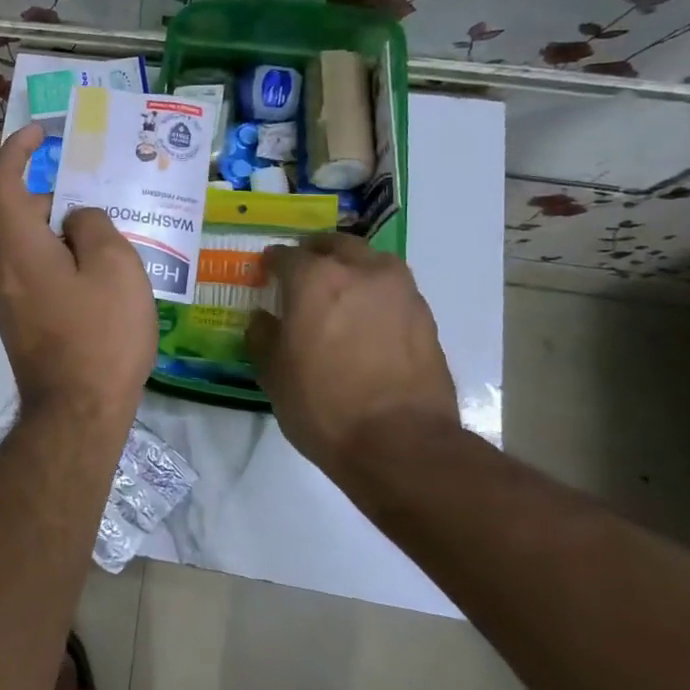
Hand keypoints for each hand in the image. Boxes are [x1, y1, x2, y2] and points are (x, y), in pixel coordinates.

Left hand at [0, 125, 157, 430]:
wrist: (77, 414)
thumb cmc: (101, 335)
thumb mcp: (114, 266)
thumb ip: (93, 225)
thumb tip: (76, 220)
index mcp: (18, 246)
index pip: (2, 181)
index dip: (17, 149)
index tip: (41, 132)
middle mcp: (2, 270)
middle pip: (21, 215)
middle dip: (56, 197)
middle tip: (101, 195)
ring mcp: (8, 301)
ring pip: (31, 247)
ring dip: (62, 233)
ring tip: (110, 237)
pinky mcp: (22, 324)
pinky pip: (37, 276)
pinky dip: (61, 262)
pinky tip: (100, 279)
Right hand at [245, 233, 457, 469]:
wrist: (400, 444)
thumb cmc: (323, 405)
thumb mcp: (273, 374)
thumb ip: (263, 336)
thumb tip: (264, 318)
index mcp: (314, 279)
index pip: (286, 256)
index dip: (272, 263)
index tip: (265, 271)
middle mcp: (360, 272)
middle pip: (335, 245)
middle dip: (316, 253)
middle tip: (303, 271)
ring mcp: (400, 293)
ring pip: (371, 263)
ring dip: (352, 268)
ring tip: (340, 294)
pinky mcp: (426, 318)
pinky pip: (393, 292)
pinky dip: (376, 296)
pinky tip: (366, 321)